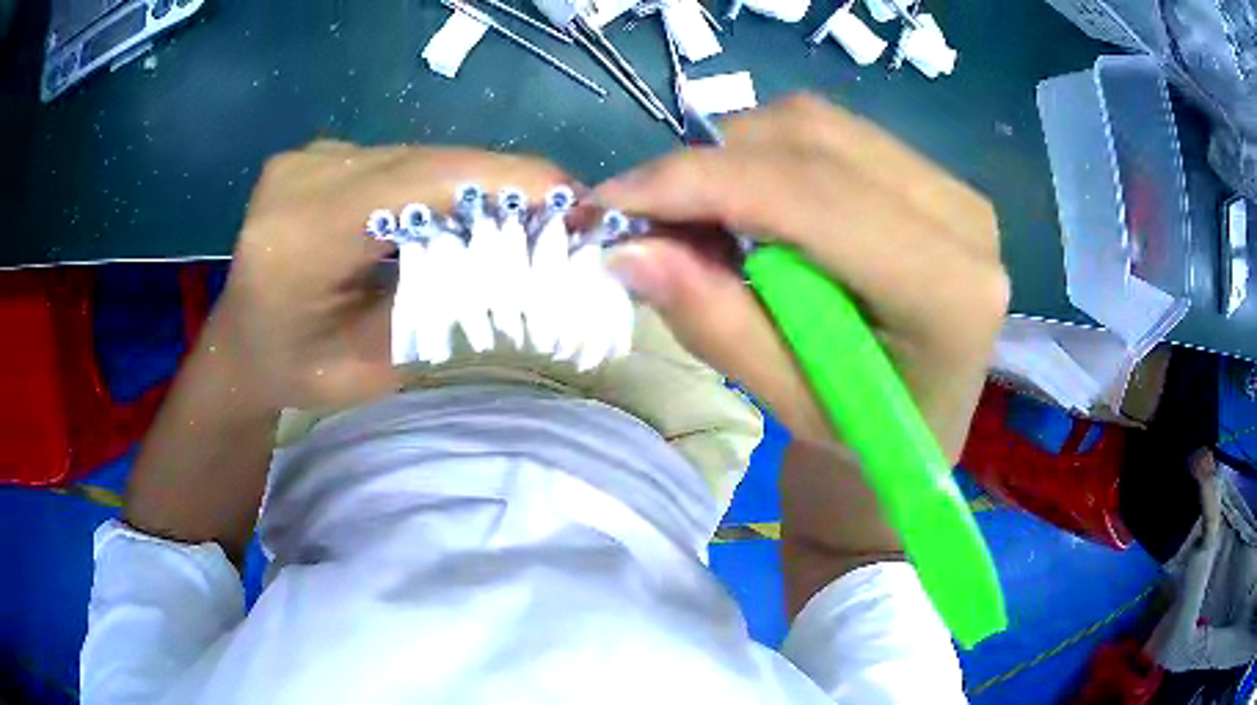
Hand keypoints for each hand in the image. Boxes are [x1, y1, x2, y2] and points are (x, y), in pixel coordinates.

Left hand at [216, 142, 569, 409]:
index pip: (417, 183)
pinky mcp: (311, 155)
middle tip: (558, 210)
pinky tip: (451, 207)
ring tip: (516, 211)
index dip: (501, 180)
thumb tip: (515, 257)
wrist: (241, 350)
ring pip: (411, 157)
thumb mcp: (374, 362)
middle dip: (496, 183)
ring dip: (466, 182)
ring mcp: (303, 159)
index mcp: (303, 237)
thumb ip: (437, 303)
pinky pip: (390, 160)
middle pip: (421, 162)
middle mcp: (300, 178)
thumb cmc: (299, 373)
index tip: (571, 195)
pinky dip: (431, 182)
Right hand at [595, 96, 1008, 457]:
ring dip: (735, 157)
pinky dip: (768, 156)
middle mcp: (963, 219)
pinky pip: (832, 134)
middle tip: (647, 215)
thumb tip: (631, 250)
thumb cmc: (864, 440)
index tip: (610, 200)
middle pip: (810, 139)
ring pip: (815, 124)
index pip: (810, 197)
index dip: (699, 184)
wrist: (923, 426)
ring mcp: (953, 189)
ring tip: (699, 215)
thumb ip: (717, 324)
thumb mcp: (789, 403)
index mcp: (948, 292)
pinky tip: (752, 205)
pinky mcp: (934, 178)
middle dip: (708, 165)